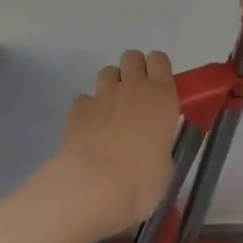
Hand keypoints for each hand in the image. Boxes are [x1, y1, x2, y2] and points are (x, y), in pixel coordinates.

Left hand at [51, 50, 180, 236]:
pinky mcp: (77, 108)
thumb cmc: (141, 181)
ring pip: (107, 71)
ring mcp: (102, 94)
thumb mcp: (165, 168)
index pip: (160, 59)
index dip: (157, 69)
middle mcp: (133, 86)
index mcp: (161, 96)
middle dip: (132, 70)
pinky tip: (88, 128)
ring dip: (110, 86)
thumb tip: (154, 152)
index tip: (157, 87)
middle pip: (132, 56)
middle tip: (135, 96)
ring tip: (110, 112)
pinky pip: (84, 98)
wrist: (93, 186)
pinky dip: (87, 109)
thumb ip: (161, 148)